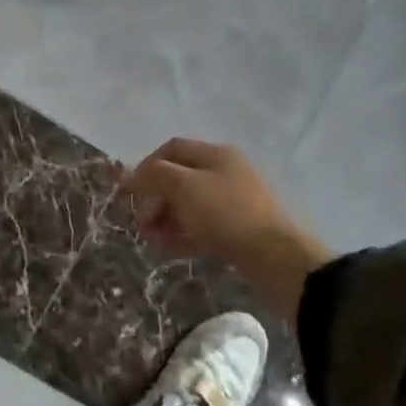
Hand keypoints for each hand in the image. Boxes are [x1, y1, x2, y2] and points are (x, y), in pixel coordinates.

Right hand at [122, 139, 329, 315]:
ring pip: (190, 205)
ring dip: (166, 219)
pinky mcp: (240, 230)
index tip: (129, 190)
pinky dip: (183, 234)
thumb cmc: (226, 213)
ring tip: (150, 239)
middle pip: (181, 178)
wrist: (276, 257)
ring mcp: (235, 203)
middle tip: (141, 222)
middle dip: (156, 198)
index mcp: (216, 154)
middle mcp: (226, 173)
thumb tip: (132, 175)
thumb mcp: (184, 187)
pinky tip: (168, 249)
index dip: (147, 165)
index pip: (173, 148)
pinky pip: (203, 227)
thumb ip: (155, 176)